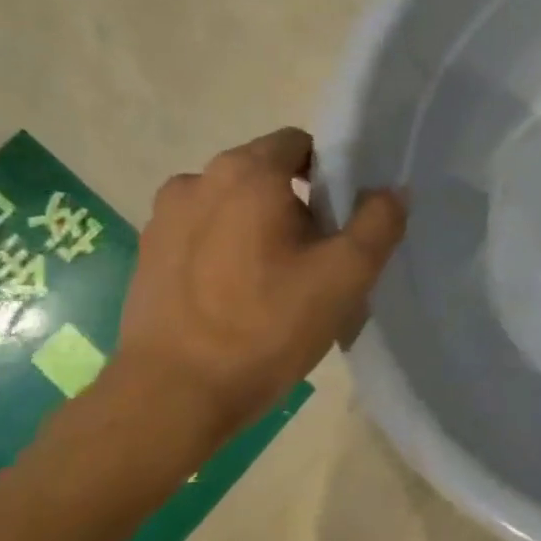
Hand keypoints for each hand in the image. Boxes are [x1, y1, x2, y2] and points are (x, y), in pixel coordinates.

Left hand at [114, 129, 406, 443]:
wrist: (174, 396)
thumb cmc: (266, 327)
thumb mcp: (345, 276)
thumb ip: (379, 223)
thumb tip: (392, 191)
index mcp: (246, 174)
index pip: (300, 144)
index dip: (332, 173)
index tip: (345, 219)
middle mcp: (198, 180)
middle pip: (266, 174)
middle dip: (299, 205)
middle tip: (322, 259)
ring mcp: (164, 218)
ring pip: (234, 206)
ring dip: (262, 228)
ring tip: (280, 283)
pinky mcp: (148, 254)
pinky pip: (204, 235)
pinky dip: (229, 250)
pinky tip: (241, 299)